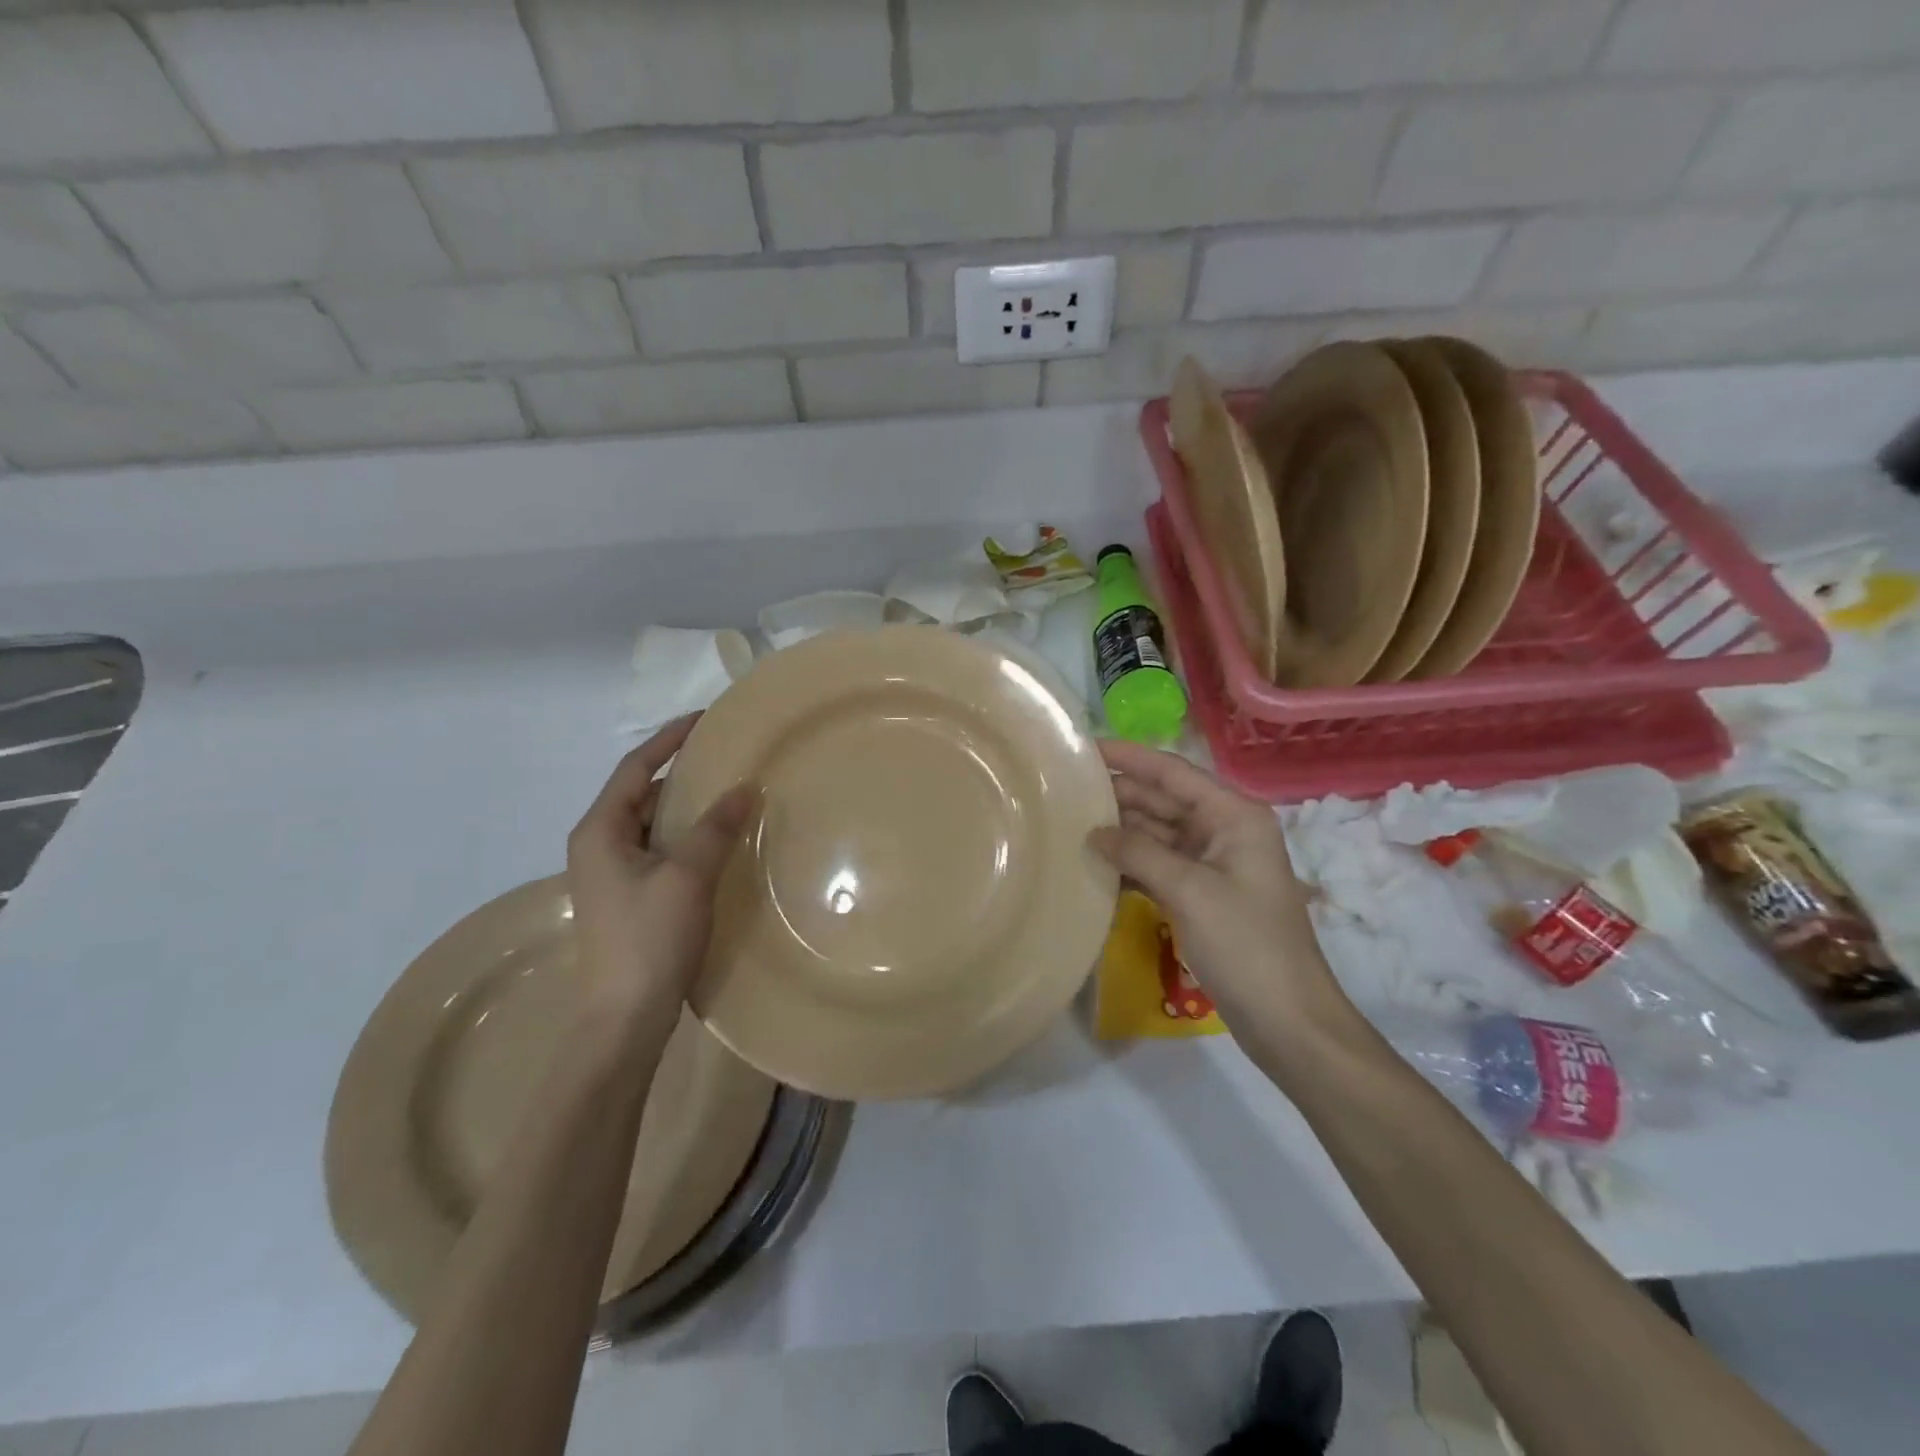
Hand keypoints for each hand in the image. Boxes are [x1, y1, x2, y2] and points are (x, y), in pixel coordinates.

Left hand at [566, 716, 755, 1037]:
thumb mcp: (687, 877)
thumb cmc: (649, 940)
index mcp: (600, 831)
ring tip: (729, 791)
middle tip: (726, 755)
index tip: (706, 720)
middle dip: (681, 771)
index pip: (635, 767)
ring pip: (652, 823)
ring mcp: (611, 874)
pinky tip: (718, 839)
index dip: (669, 739)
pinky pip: (659, 849)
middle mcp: (598, 845)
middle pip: (641, 792)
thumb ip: (715, 828)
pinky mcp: (628, 897)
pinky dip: (686, 835)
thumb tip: (745, 787)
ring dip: (686, 806)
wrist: (624, 1020)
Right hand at [1088, 740, 1346, 1045]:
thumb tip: (1093, 832)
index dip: (1129, 757)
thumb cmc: (1246, 945)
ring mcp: (1213, 864)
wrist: (1287, 1020)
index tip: (1085, 747)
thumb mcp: (1190, 891)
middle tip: (1066, 788)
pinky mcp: (1202, 895)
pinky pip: (1159, 865)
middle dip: (1120, 794)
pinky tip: (1094, 863)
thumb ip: (1139, 853)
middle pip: (1164, 800)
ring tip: (1070, 821)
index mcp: (1234, 816)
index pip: (1173, 772)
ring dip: (1120, 830)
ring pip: (1158, 834)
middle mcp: (1224, 831)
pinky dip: (1130, 863)